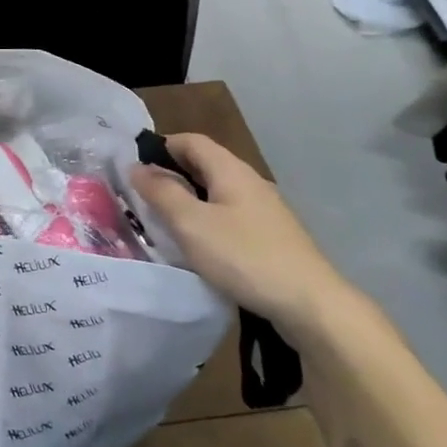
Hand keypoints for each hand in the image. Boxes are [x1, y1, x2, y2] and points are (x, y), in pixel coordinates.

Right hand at [132, 134, 356, 339]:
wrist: (311, 305)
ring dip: (189, 200)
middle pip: (205, 165)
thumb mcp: (191, 224)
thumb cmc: (244, 256)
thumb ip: (161, 193)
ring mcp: (265, 210)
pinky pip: (230, 216)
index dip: (161, 146)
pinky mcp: (272, 237)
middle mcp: (250, 182)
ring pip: (217, 192)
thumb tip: (136, 167)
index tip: (135, 168)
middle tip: (143, 197)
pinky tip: (200, 246)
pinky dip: (208, 220)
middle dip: (172, 175)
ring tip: (165, 222)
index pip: (190, 140)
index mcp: (231, 170)